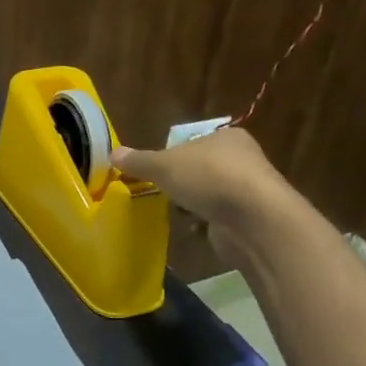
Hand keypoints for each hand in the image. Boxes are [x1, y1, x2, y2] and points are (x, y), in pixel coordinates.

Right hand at [111, 128, 296, 258]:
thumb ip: (139, 161)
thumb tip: (113, 152)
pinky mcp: (248, 217)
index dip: (172, 155)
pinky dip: (205, 223)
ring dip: (192, 205)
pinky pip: (218, 217)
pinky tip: (193, 228)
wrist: (253, 219)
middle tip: (161, 192)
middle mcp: (242, 159)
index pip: (193, 142)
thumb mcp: (165, 165)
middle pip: (200, 169)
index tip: (156, 171)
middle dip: (181, 183)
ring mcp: (247, 190)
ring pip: (209, 195)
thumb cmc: (209, 178)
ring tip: (175, 212)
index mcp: (226, 137)